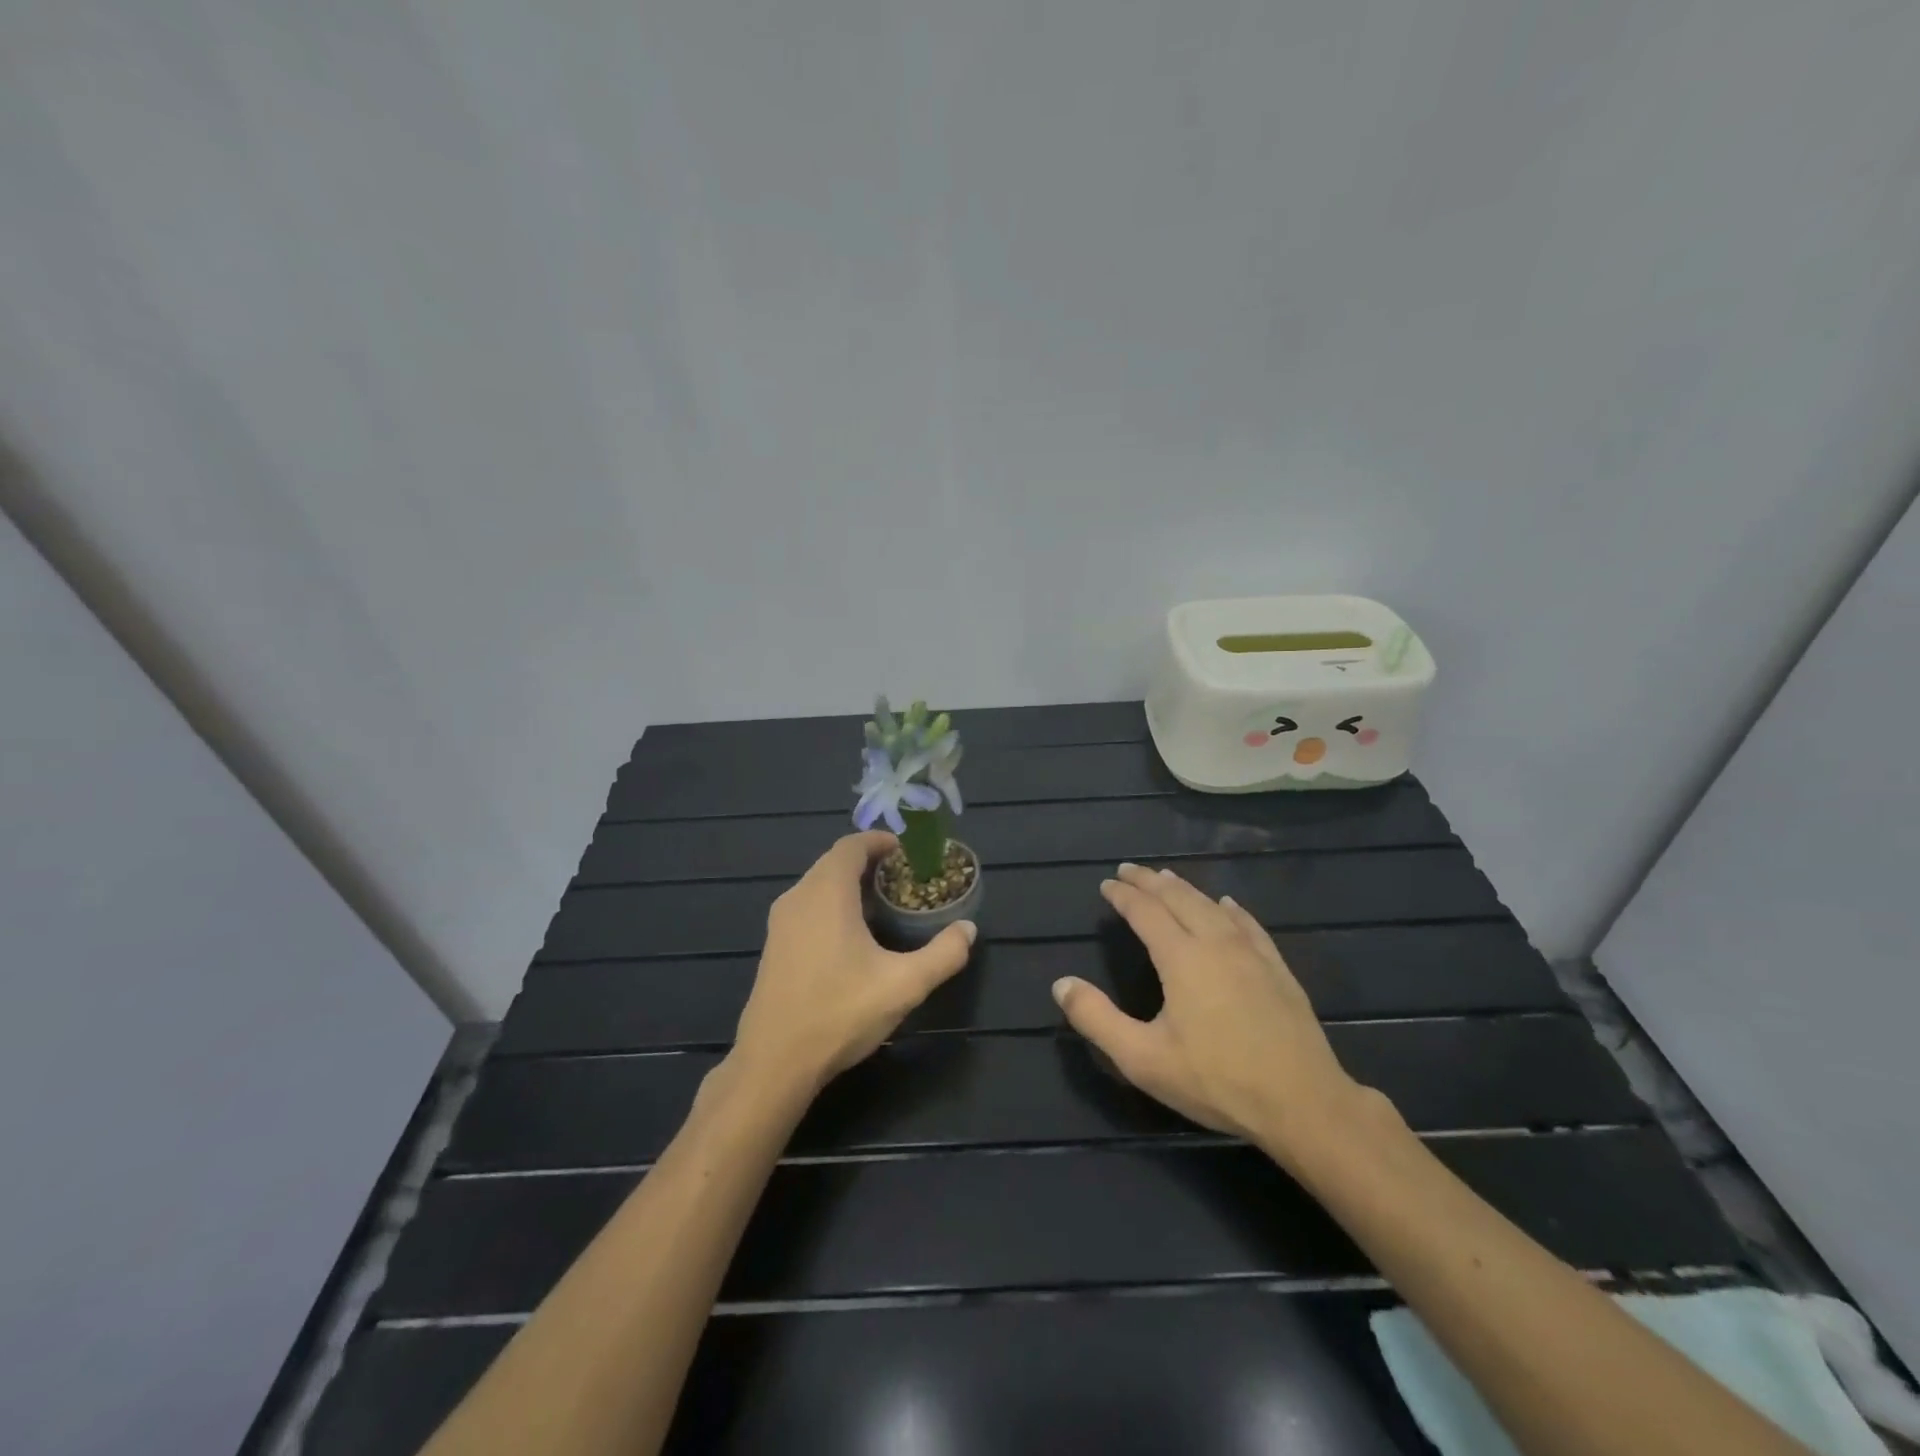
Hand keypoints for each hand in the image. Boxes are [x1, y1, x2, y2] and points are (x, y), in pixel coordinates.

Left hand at [730, 831, 976, 1093]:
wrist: (774, 1062)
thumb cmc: (839, 1013)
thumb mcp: (904, 985)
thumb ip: (943, 954)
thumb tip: (969, 930)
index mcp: (827, 893)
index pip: (851, 845)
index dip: (879, 841)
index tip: (906, 850)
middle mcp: (799, 897)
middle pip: (834, 862)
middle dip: (868, 861)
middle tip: (902, 877)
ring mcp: (780, 922)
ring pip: (818, 885)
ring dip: (849, 883)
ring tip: (883, 903)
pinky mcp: (774, 946)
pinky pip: (807, 906)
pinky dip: (832, 903)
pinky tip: (852, 935)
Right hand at [1053, 863, 1385, 1168]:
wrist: (1302, 1103)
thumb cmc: (1216, 1080)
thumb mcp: (1143, 1059)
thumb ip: (1097, 1019)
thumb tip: (1061, 984)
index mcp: (1181, 958)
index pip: (1145, 912)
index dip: (1123, 896)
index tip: (1107, 884)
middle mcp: (1216, 942)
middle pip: (1178, 899)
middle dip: (1150, 881)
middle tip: (1129, 870)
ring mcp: (1251, 953)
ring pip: (1212, 906)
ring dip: (1185, 889)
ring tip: (1167, 878)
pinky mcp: (1277, 968)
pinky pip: (1248, 924)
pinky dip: (1229, 909)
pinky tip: (1227, 905)